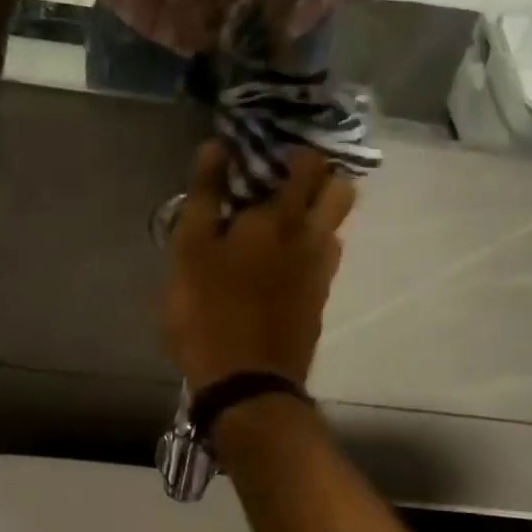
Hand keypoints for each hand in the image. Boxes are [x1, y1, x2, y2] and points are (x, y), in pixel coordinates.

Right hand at [163, 141, 356, 394]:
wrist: (247, 385)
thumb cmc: (209, 312)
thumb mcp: (190, 251)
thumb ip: (206, 196)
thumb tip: (217, 146)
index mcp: (281, 219)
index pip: (308, 165)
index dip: (295, 150)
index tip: (271, 150)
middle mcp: (313, 238)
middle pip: (342, 190)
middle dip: (321, 175)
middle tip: (285, 177)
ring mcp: (322, 273)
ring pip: (336, 226)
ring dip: (318, 212)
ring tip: (280, 217)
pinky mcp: (319, 302)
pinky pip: (325, 258)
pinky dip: (310, 245)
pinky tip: (281, 258)